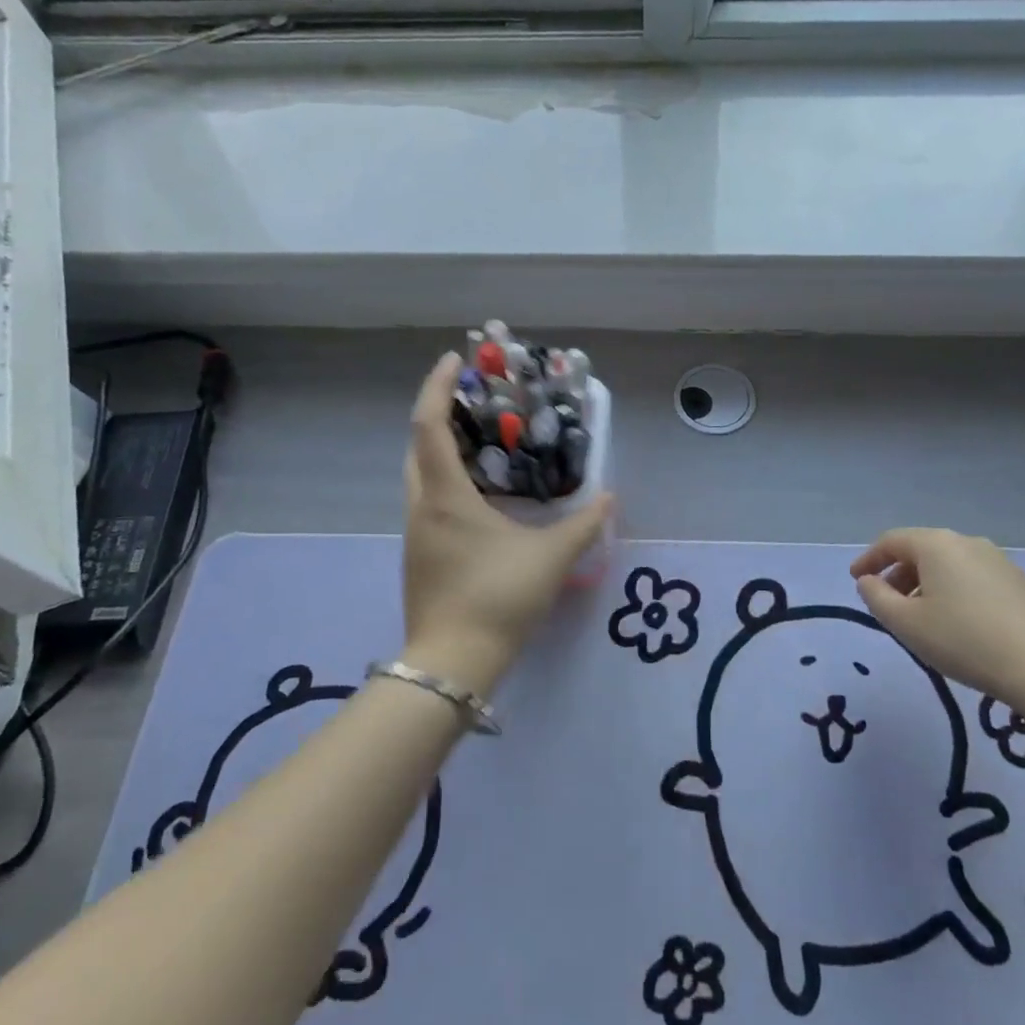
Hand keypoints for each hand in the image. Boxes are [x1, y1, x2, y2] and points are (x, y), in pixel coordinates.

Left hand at [400, 353, 613, 694]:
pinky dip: (448, 481)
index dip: (438, 387)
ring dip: (443, 449)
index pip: (430, 426)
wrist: (453, 665)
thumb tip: (608, 498)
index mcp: (445, 497)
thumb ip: (583, 525)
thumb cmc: (497, 599)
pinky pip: (428, 502)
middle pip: (418, 446)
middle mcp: (422, 508)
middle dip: (440, 414)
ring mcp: (416, 535)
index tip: (455, 359)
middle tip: (475, 401)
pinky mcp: (420, 557)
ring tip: (483, 441)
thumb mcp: (550, 559)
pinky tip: (481, 495)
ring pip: (420, 476)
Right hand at [849, 528, 1024, 706]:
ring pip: (948, 565)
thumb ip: (877, 598)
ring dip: (925, 584)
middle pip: (920, 550)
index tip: (856, 581)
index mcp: (936, 544)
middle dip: (897, 574)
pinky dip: (952, 592)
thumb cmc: (964, 640)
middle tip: (886, 603)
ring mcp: (997, 560)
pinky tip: (956, 623)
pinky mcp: (1020, 582)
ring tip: (920, 618)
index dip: (868, 560)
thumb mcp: (906, 623)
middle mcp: (966, 542)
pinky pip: (971, 578)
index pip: (890, 541)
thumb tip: (869, 582)